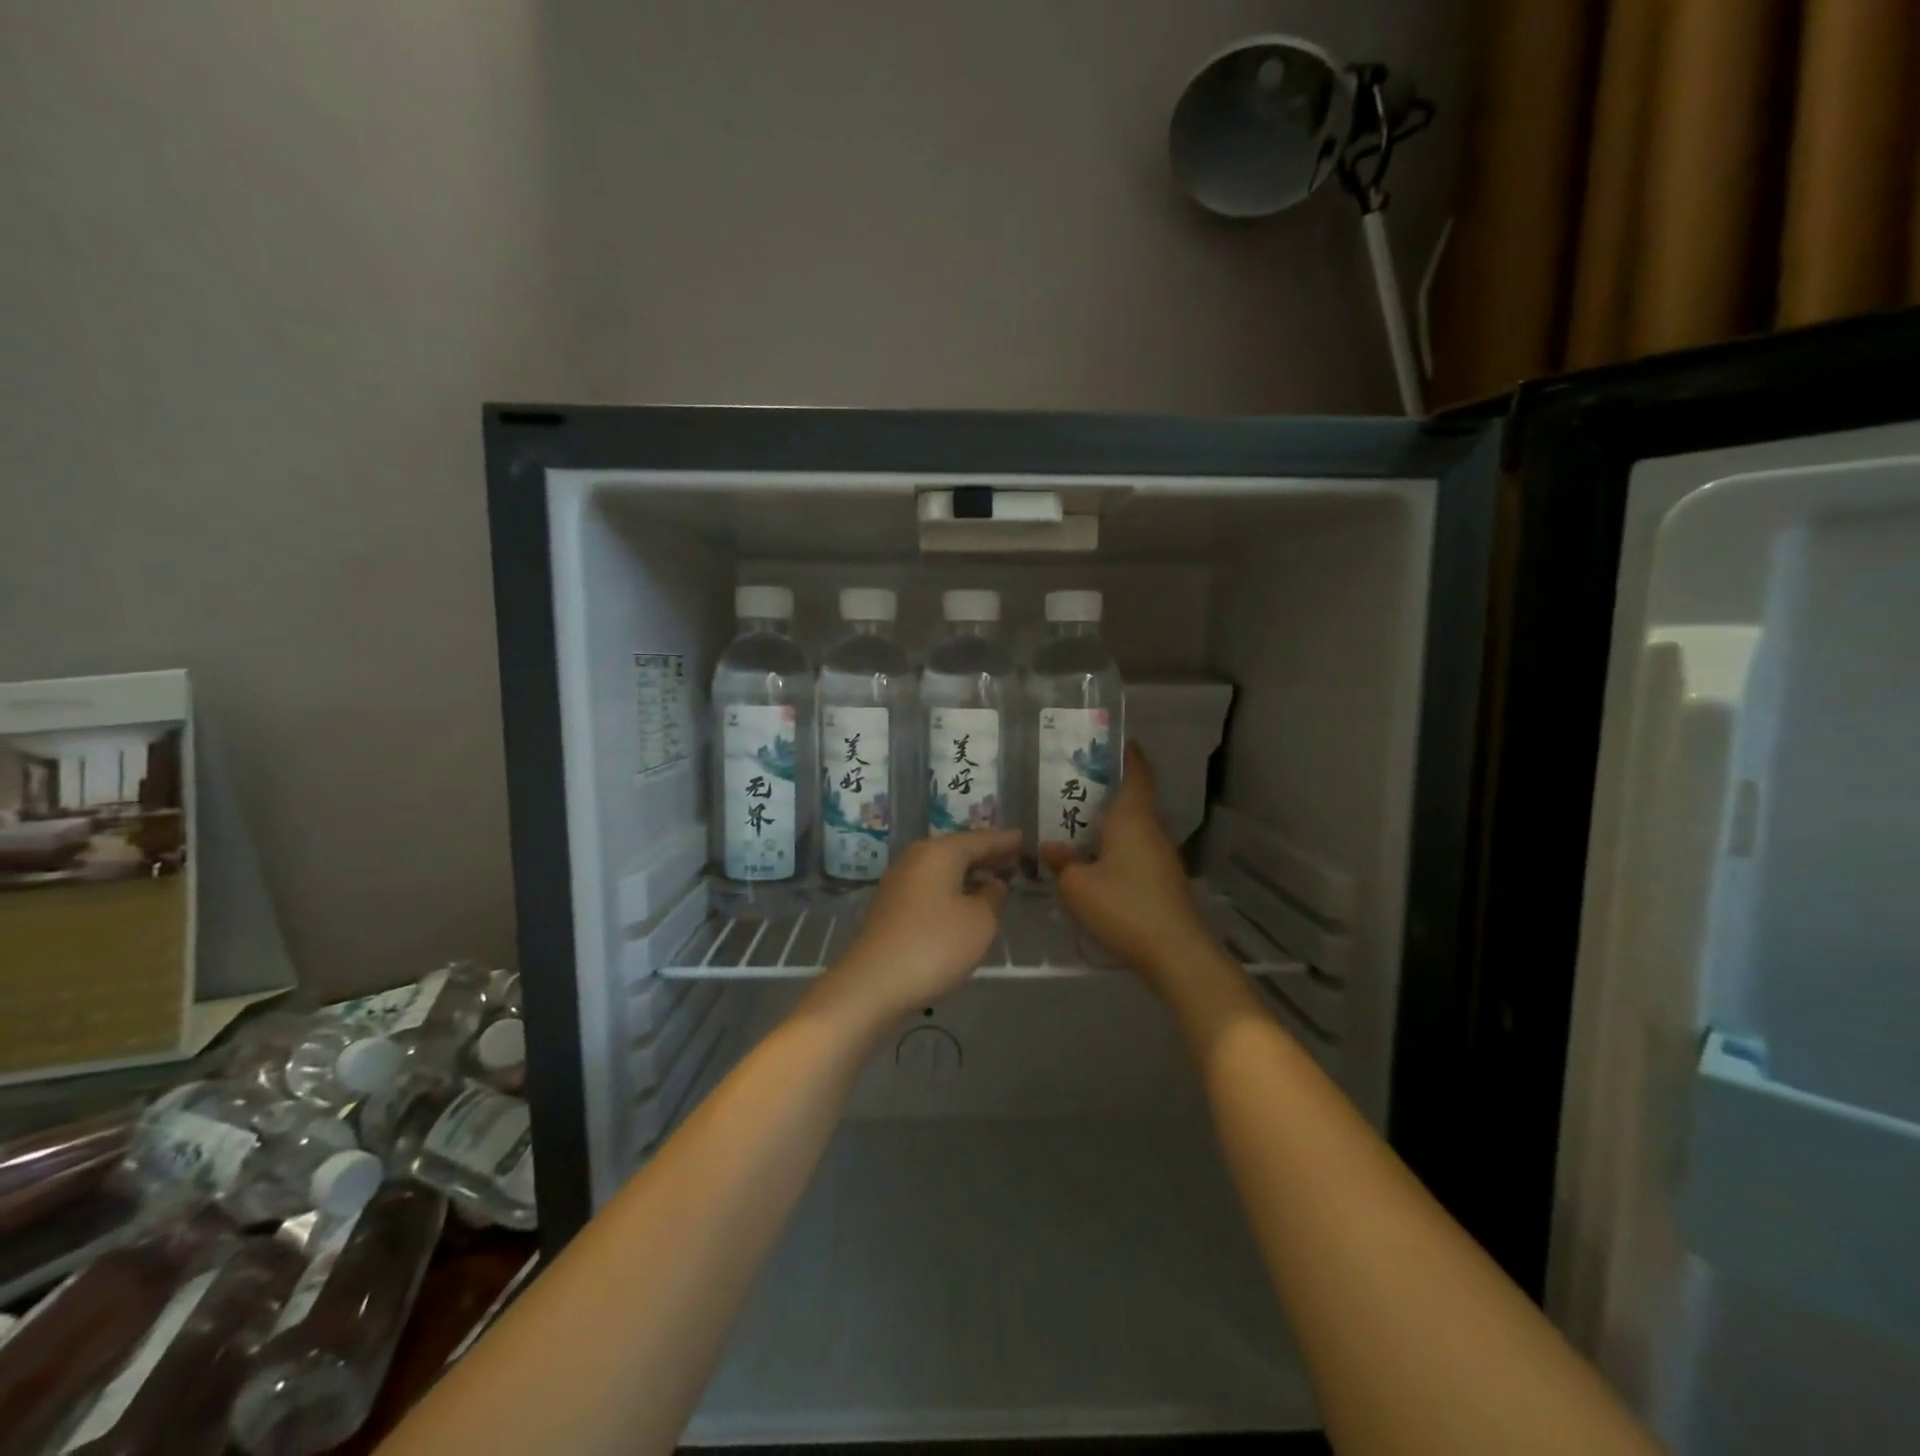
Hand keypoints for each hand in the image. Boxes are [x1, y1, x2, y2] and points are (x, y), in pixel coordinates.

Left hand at [814, 829, 1019, 1025]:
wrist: (872, 984)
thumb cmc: (934, 945)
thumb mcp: (980, 922)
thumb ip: (993, 897)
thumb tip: (992, 884)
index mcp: (939, 852)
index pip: (980, 839)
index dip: (1004, 841)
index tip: (1024, 838)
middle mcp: (916, 858)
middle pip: (958, 851)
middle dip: (986, 855)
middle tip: (1013, 858)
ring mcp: (899, 882)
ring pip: (943, 869)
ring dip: (968, 874)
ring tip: (994, 881)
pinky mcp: (891, 907)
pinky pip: (931, 887)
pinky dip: (952, 889)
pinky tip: (964, 904)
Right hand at [1043, 745, 1218, 997]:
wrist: (1175, 954)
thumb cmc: (1123, 907)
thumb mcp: (1077, 887)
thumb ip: (1062, 864)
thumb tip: (1052, 849)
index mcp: (1132, 819)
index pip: (1137, 774)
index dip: (1129, 755)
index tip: (1116, 742)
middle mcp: (1151, 831)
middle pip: (1132, 802)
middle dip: (1107, 794)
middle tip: (1073, 790)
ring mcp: (1162, 858)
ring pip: (1133, 831)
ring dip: (1110, 827)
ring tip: (1076, 828)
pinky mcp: (1164, 883)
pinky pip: (1136, 855)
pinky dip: (1116, 852)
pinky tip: (1094, 867)